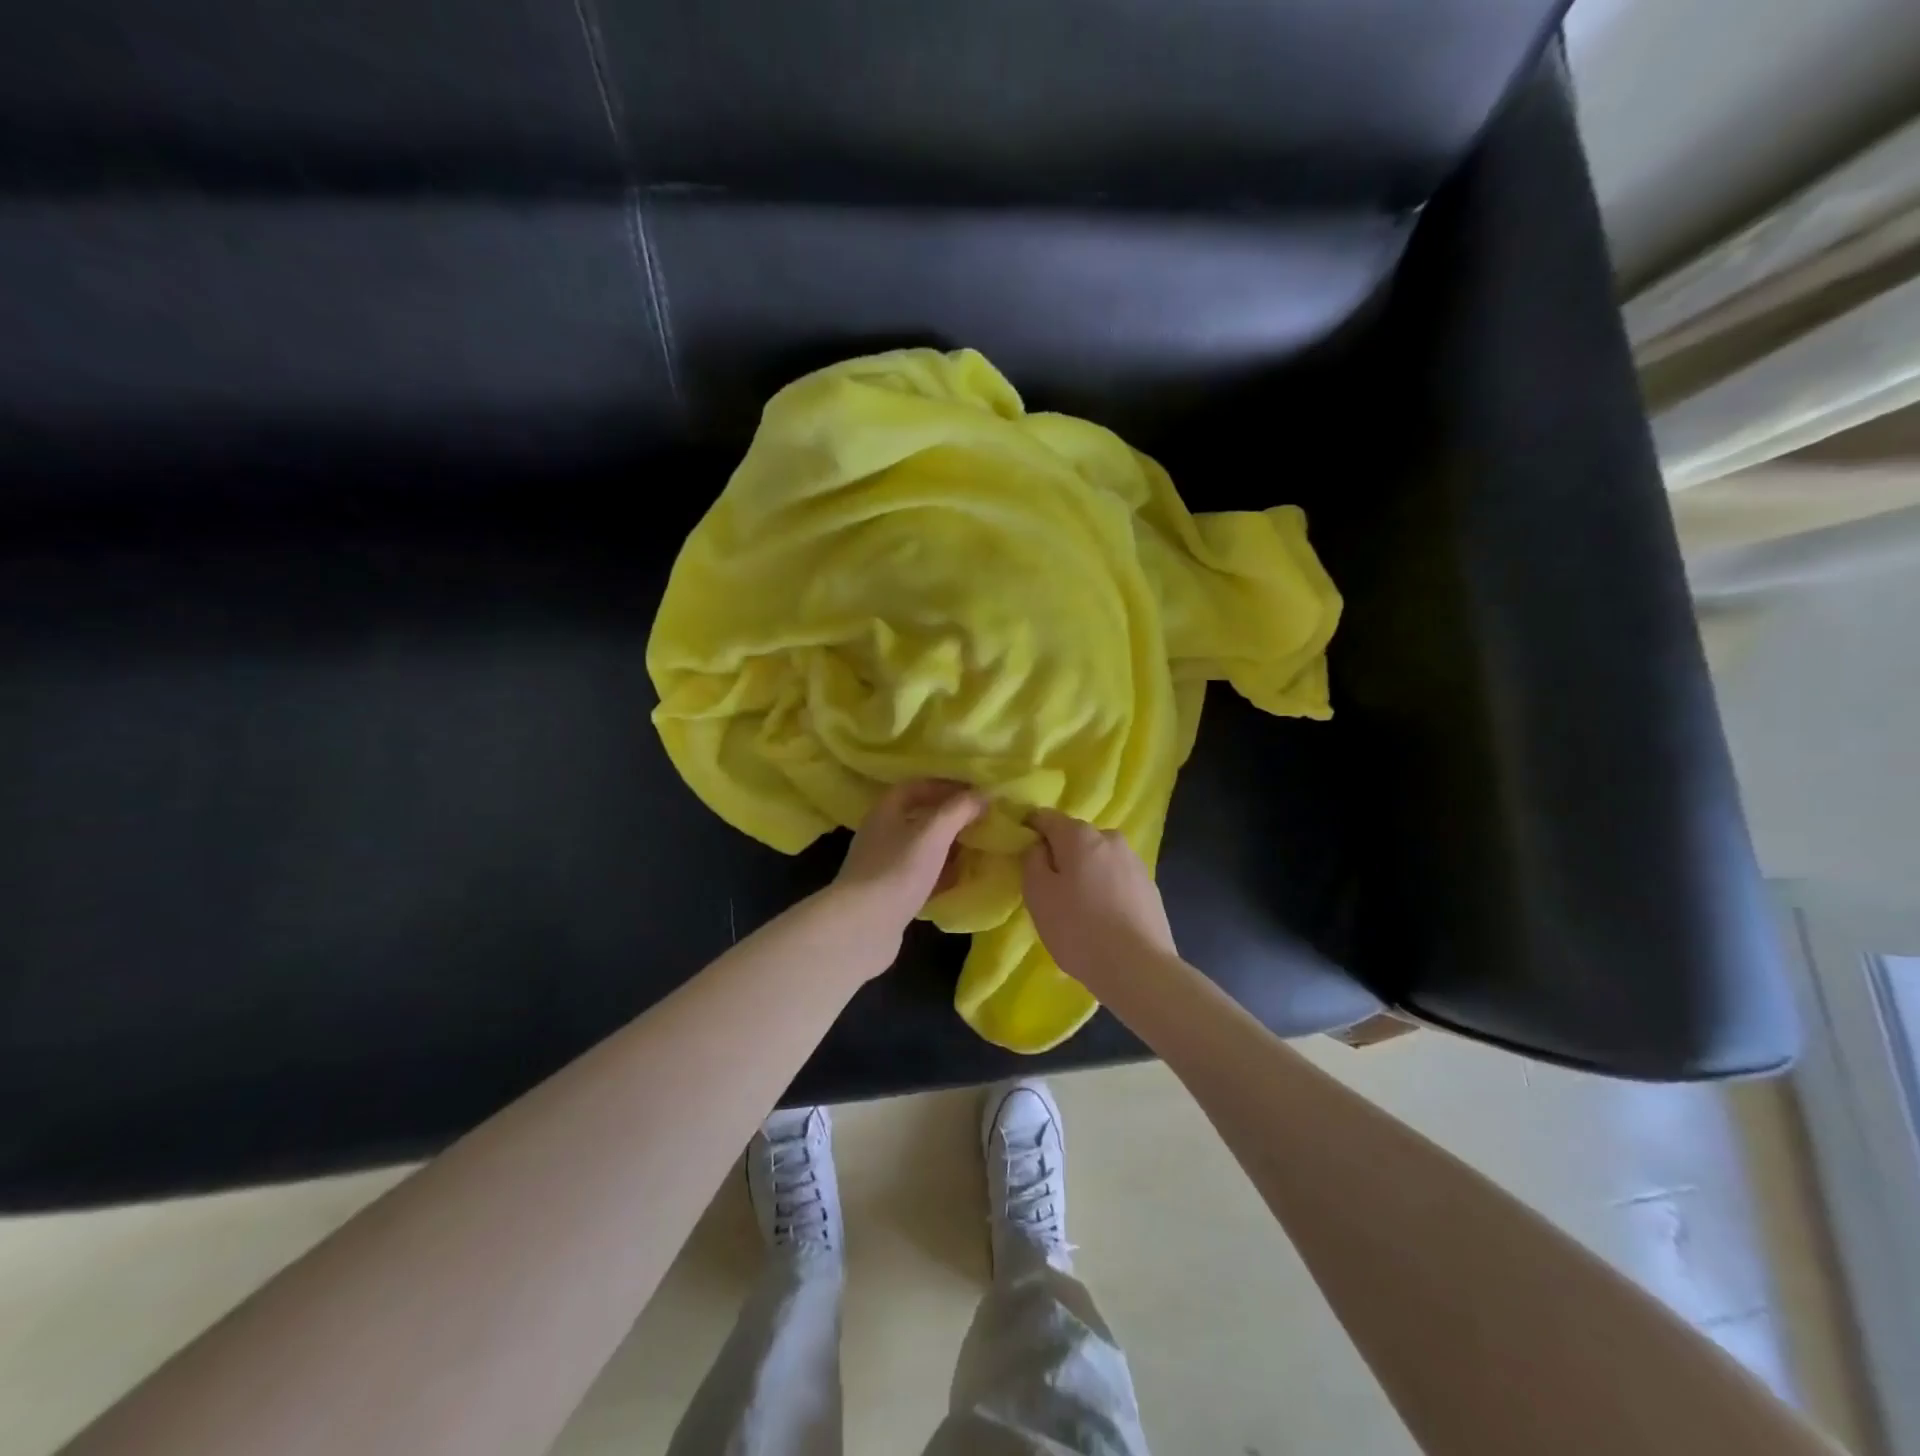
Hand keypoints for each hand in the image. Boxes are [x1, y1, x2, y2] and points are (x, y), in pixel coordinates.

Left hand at [833, 779, 985, 944]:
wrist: (863, 927)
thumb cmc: (898, 870)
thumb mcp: (933, 832)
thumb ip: (959, 809)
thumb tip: (984, 793)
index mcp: (886, 810)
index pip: (917, 786)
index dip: (946, 785)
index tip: (976, 792)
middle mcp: (882, 833)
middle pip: (920, 817)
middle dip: (951, 818)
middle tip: (984, 821)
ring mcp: (884, 865)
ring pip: (922, 848)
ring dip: (948, 847)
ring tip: (979, 848)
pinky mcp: (890, 894)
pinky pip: (921, 876)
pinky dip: (941, 874)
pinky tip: (962, 880)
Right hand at [1022, 810, 1176, 991]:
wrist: (1138, 968)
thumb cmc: (1078, 928)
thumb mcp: (1037, 894)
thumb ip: (1032, 860)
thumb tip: (1039, 846)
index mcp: (1080, 834)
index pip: (1046, 817)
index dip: (1030, 830)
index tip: (1021, 853)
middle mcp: (1110, 838)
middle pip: (1075, 838)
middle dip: (1060, 855)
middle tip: (1049, 889)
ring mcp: (1135, 862)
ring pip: (1098, 859)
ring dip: (1085, 873)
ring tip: (1078, 908)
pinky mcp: (1150, 886)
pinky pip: (1117, 879)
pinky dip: (1105, 890)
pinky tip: (1102, 918)